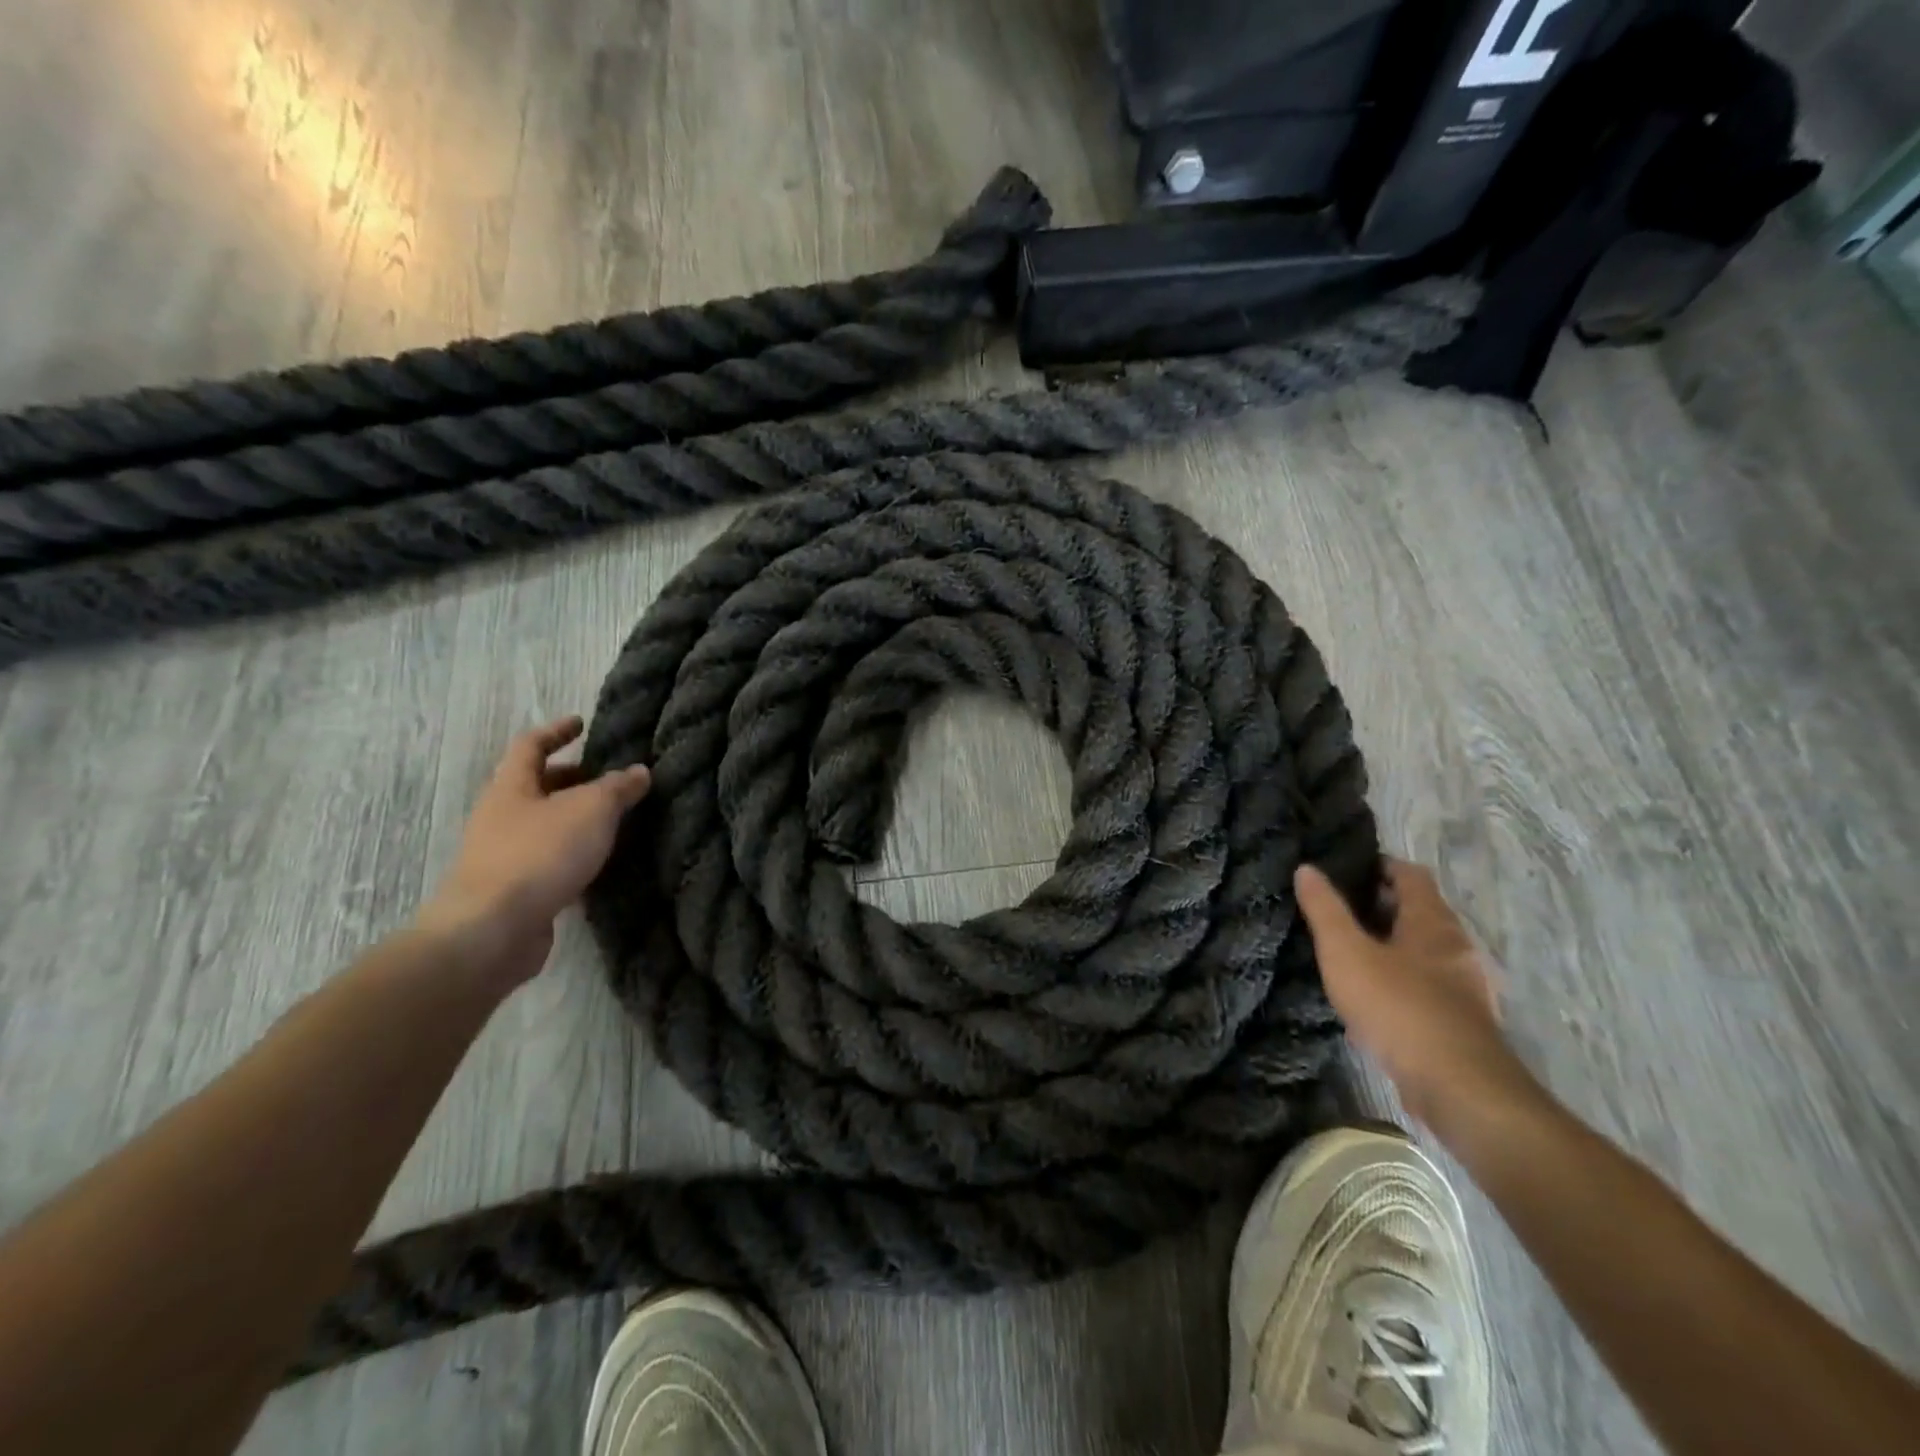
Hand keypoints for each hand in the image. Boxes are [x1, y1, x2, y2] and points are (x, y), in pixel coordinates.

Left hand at [418, 716, 651, 984]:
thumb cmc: (540, 854)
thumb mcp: (591, 810)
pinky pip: (549, 860)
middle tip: (610, 778)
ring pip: (545, 825)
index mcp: (511, 787)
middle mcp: (501, 816)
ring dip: (576, 819)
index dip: (557, 731)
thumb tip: (639, 772)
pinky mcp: (514, 891)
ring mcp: (503, 855)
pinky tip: (600, 862)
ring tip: (616, 820)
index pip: (531, 745)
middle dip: (572, 779)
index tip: (582, 723)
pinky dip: (574, 854)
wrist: (492, 931)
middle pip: (537, 786)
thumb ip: (618, 788)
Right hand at [1295, 858, 1539, 1133]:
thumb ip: (1325, 910)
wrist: (1458, 1087)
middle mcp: (1457, 946)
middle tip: (1338, 910)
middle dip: (1381, 907)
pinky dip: (1402, 981)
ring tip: (1349, 953)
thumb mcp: (1346, 953)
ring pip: (1424, 952)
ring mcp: (1467, 987)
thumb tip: (1307, 869)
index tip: (1346, 869)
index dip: (1380, 866)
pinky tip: (1373, 999)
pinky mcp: (1464, 1022)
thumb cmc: (1398, 1006)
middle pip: (1420, 912)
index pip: (1411, 875)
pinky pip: (1428, 986)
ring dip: (1391, 947)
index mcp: (1433, 922)